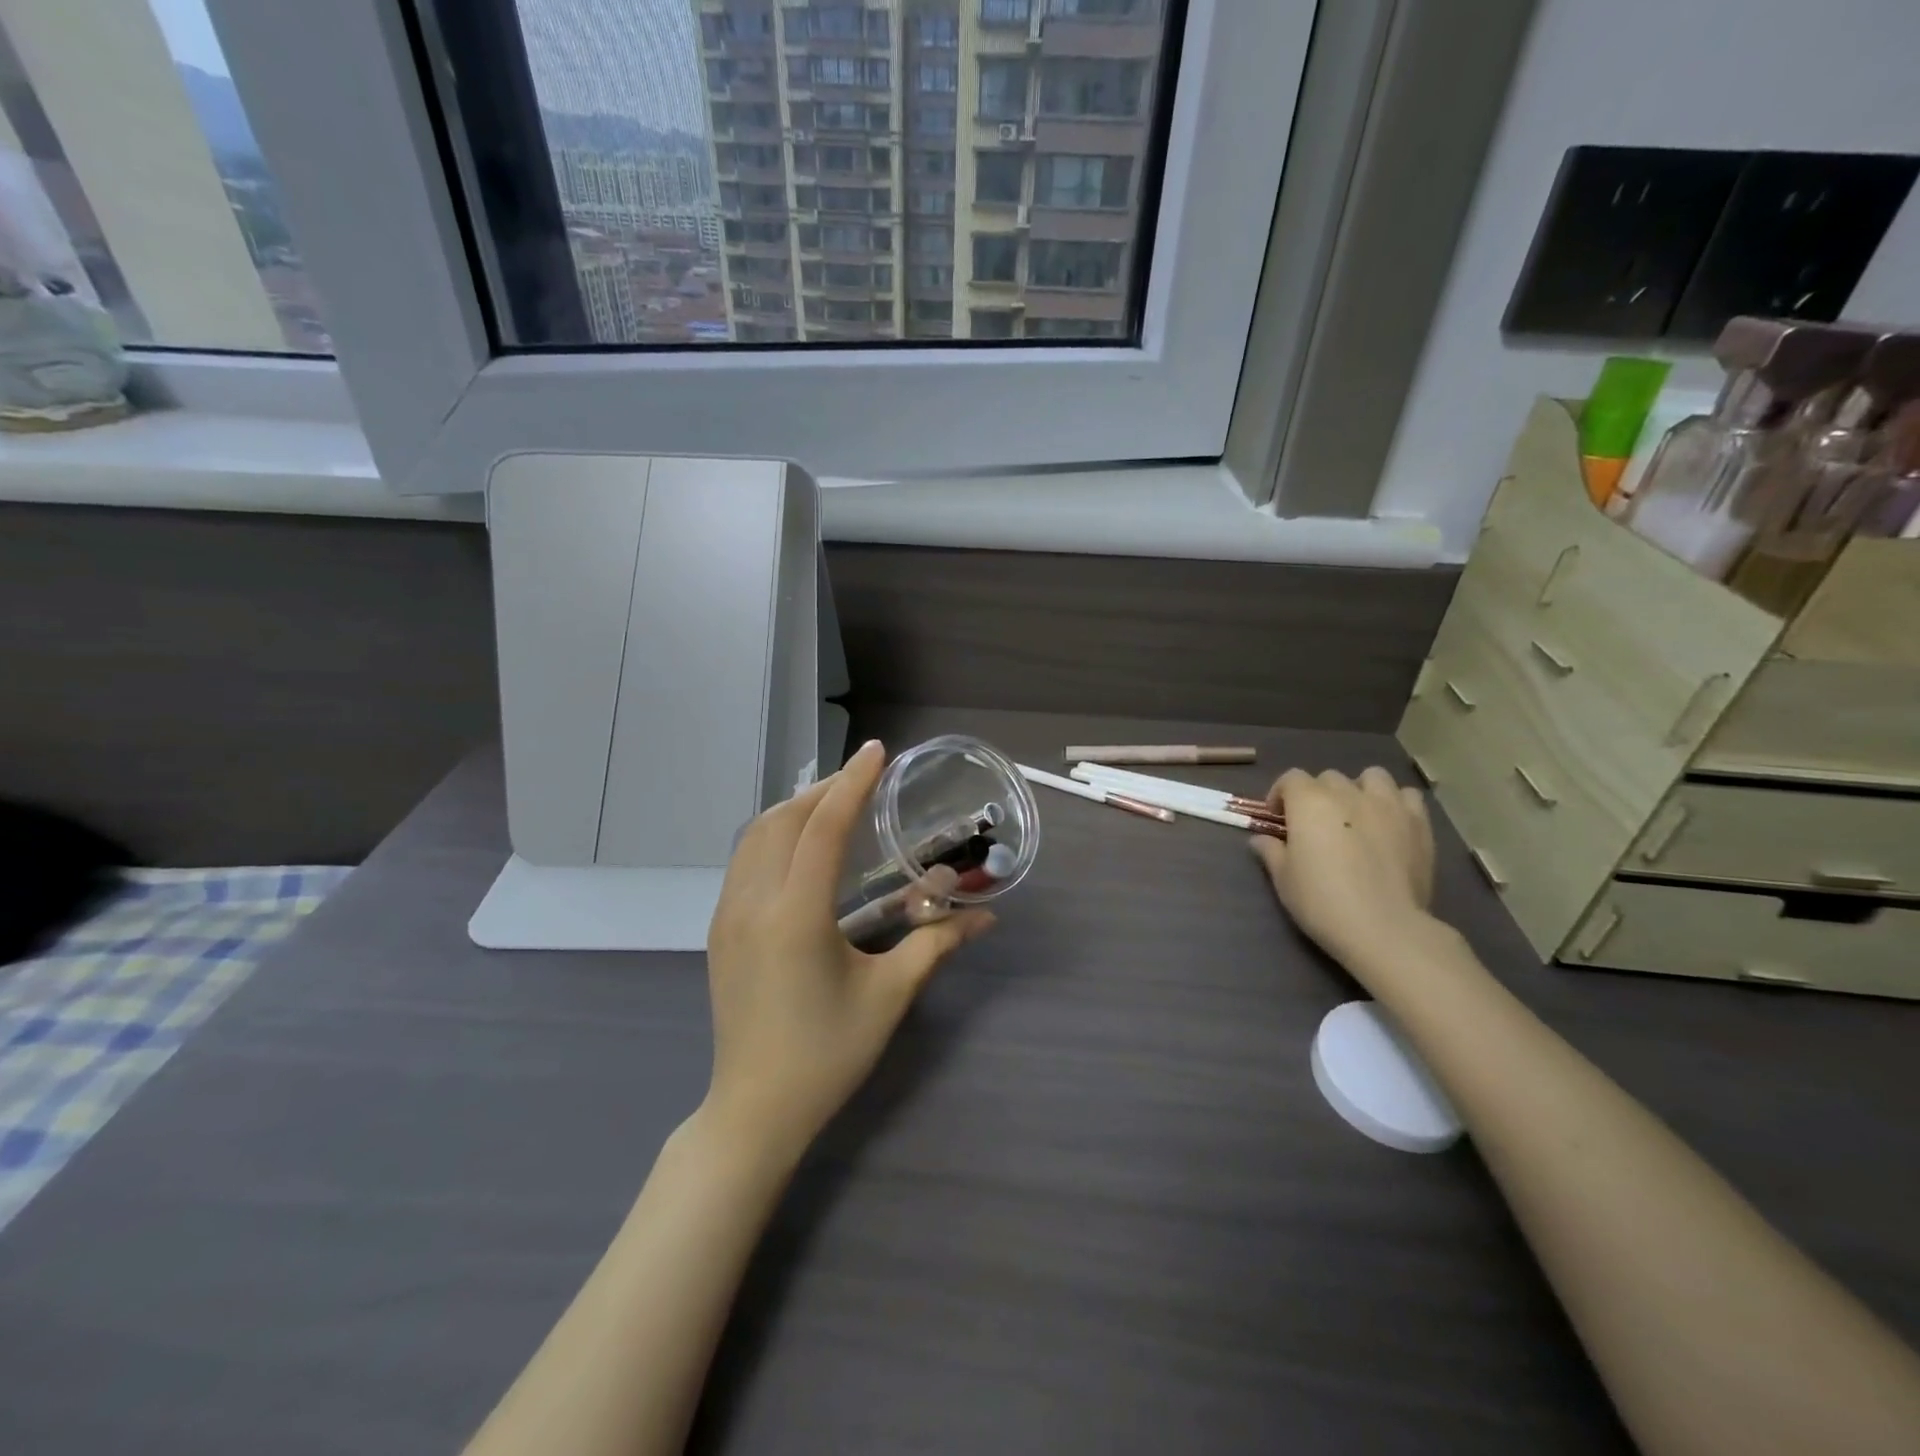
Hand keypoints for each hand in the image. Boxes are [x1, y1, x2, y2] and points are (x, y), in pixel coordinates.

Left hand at [703, 739, 994, 1166]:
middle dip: (823, 789)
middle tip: (863, 777)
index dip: (852, 784)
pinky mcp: (719, 929)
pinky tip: (801, 845)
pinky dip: (774, 834)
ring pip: (755, 836)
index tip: (876, 752)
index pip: (824, 829)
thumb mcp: (889, 996)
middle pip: (783, 820)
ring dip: (795, 808)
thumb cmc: (828, 1054)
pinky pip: (744, 860)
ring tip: (834, 801)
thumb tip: (986, 916)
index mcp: (796, 916)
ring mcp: (727, 915)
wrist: (754, 1110)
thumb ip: (936, 944)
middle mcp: (753, 903)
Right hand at [1251, 767, 1436, 972]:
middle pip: (1329, 778)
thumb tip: (1261, 839)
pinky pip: (1407, 797)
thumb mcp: (1284, 879)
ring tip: (1357, 814)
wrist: (1383, 928)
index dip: (1281, 794)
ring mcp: (1387, 805)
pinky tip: (1390, 824)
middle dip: (1318, 794)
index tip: (1278, 818)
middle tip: (1317, 824)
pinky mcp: (1419, 824)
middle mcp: (1348, 793)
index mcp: (1309, 802)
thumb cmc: (1322, 901)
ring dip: (1360, 789)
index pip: (1291, 779)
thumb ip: (1271, 851)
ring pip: (1372, 777)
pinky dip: (1396, 803)